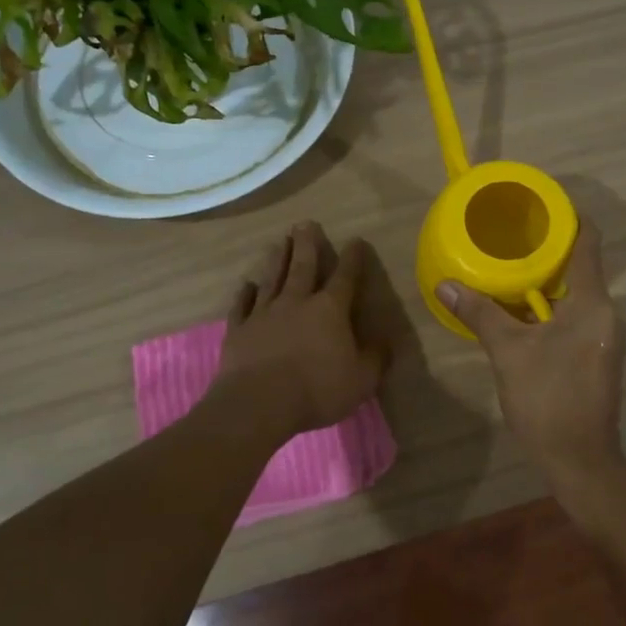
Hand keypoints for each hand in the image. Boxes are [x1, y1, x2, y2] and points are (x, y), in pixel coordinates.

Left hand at [213, 222, 386, 442]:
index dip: (352, 258)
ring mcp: (264, 313)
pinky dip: (245, 293)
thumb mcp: (361, 380)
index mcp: (329, 310)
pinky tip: (247, 285)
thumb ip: (375, 358)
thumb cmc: (317, 390)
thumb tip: (386, 341)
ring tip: (280, 242)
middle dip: (307, 244)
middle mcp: (296, 302)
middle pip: (303, 266)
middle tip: (305, 223)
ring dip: (278, 259)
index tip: (355, 240)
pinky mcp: (239, 329)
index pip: (345, 277)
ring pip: (272, 278)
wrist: (258, 403)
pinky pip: (242, 305)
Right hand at [436, 220, 625, 502]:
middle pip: (582, 266)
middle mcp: (607, 314)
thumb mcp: (508, 352)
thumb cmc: (547, 399)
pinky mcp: (599, 355)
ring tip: (511, 268)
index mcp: (592, 304)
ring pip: (578, 294)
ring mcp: (606, 336)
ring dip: (549, 280)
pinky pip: (577, 315)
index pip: (589, 243)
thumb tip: (446, 283)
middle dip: (549, 250)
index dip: (569, 217)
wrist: (579, 458)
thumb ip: (480, 313)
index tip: (541, 204)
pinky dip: (552, 306)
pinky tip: (523, 310)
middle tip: (512, 236)